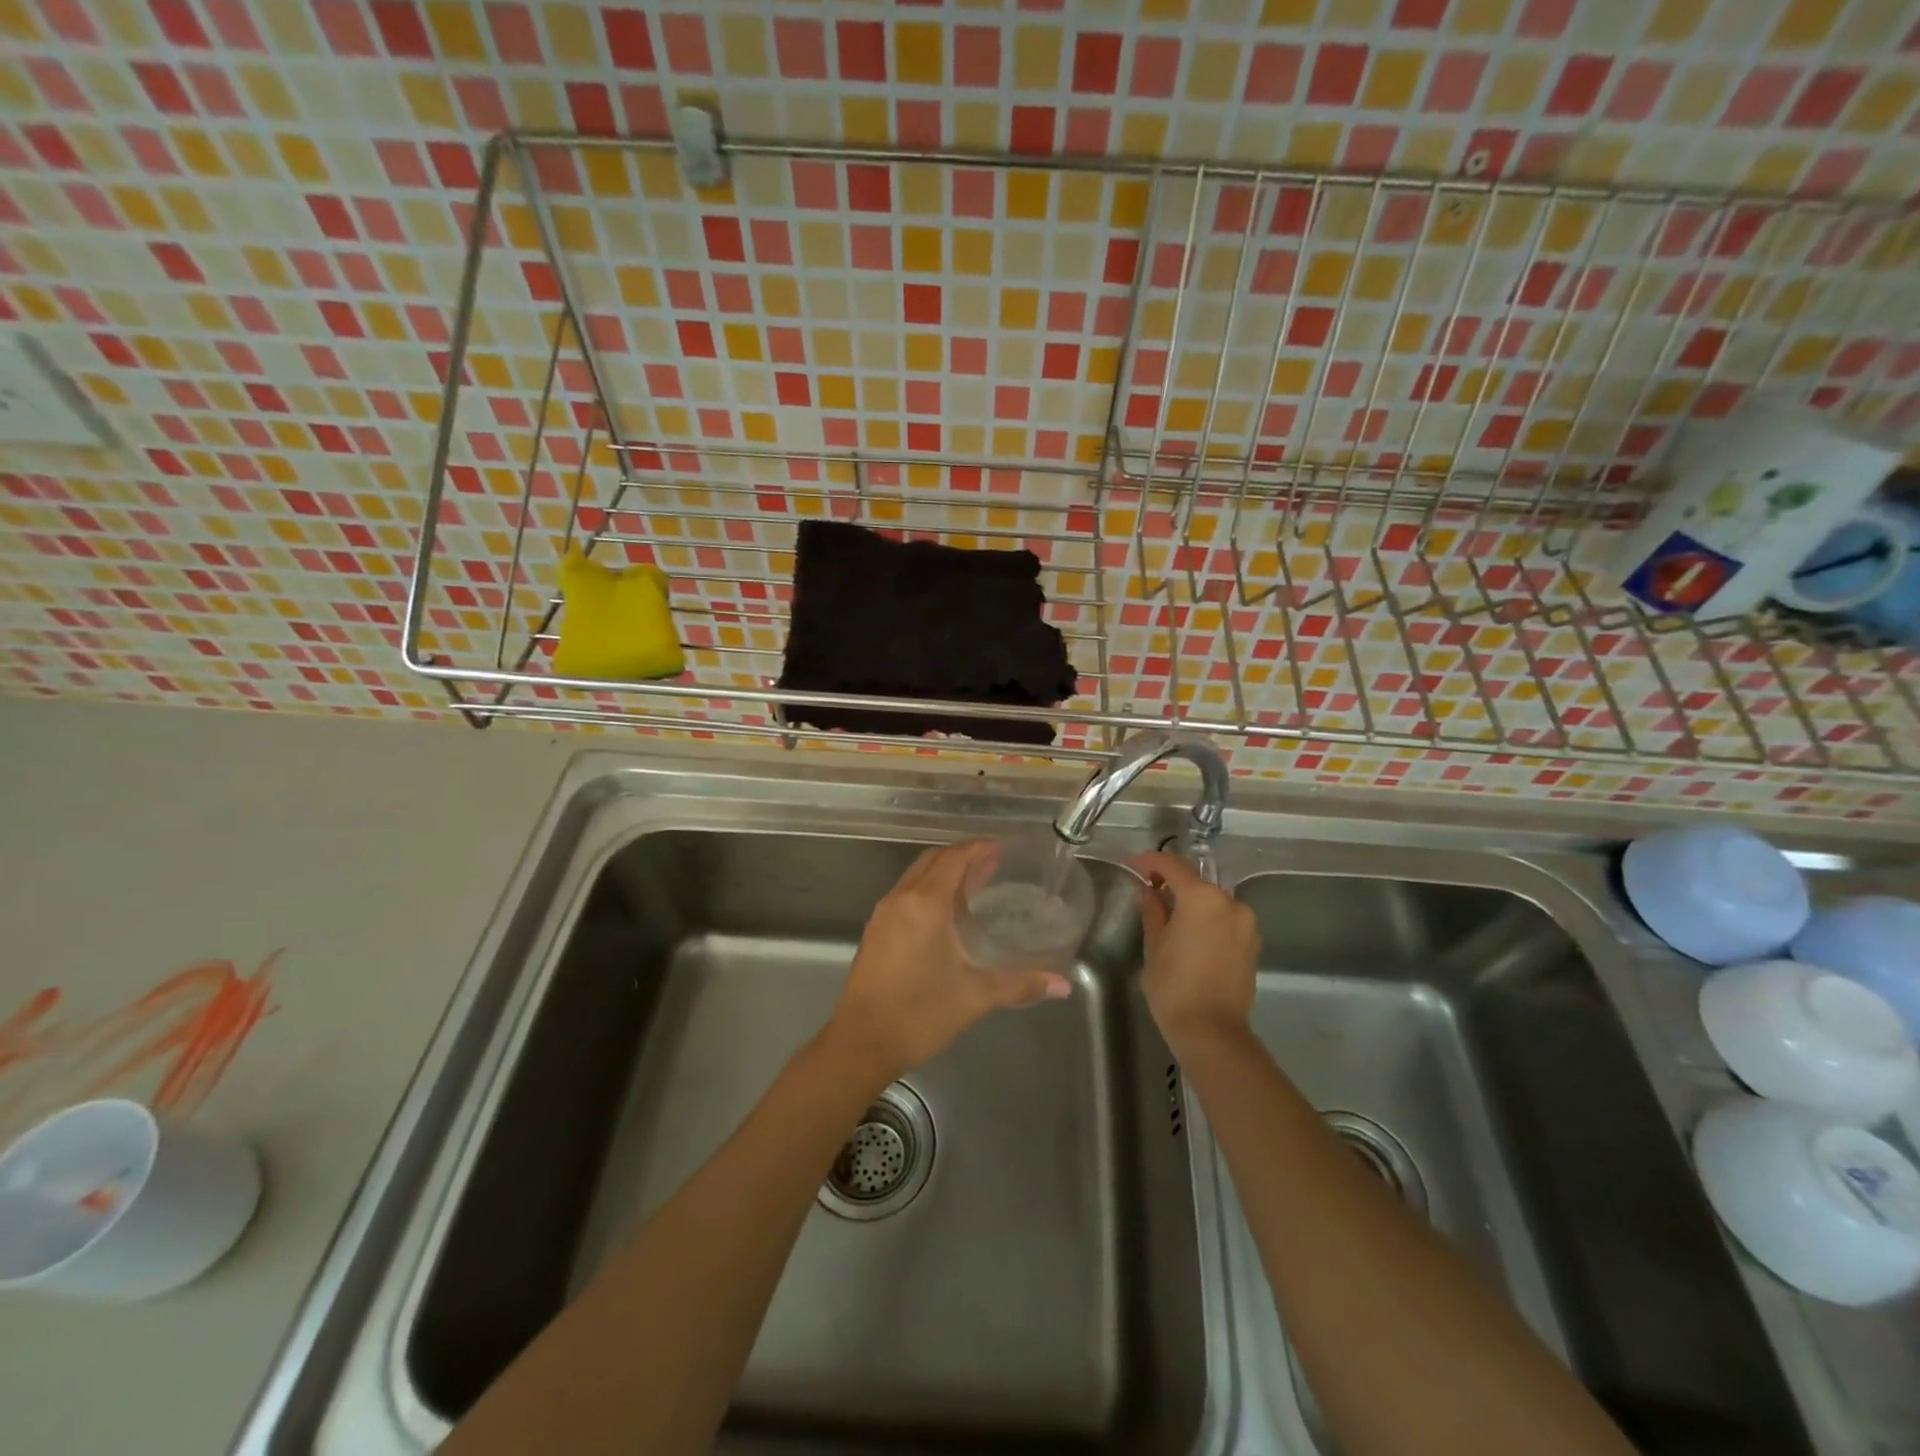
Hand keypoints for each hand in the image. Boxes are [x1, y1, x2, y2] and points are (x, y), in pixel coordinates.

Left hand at [827, 842, 1072, 1082]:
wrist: (861, 1043)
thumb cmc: (919, 1014)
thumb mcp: (975, 996)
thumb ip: (1019, 984)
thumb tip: (1062, 984)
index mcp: (925, 904)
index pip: (953, 858)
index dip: (977, 848)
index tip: (1001, 849)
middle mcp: (901, 898)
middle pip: (933, 860)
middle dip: (961, 856)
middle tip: (992, 865)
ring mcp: (884, 914)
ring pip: (915, 876)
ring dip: (942, 872)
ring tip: (973, 886)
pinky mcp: (875, 931)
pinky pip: (905, 893)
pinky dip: (927, 889)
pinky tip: (945, 914)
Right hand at [1132, 851, 1258, 1049]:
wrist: (1212, 1031)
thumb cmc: (1174, 986)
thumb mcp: (1154, 945)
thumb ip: (1152, 911)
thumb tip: (1149, 892)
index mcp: (1202, 898)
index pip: (1173, 866)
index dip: (1151, 861)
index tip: (1134, 864)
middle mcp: (1229, 902)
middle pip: (1196, 880)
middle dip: (1173, 881)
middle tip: (1149, 890)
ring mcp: (1245, 923)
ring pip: (1213, 900)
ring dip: (1192, 900)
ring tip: (1170, 914)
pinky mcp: (1252, 943)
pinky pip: (1225, 918)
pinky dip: (1208, 918)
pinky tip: (1192, 933)